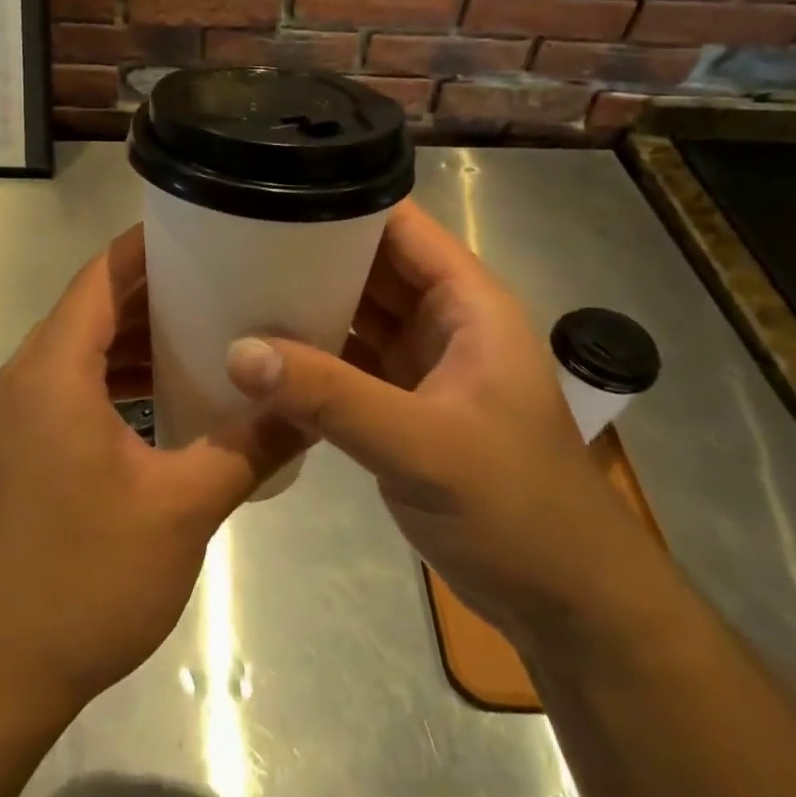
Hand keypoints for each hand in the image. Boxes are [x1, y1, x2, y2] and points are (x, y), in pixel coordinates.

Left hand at [0, 226, 302, 717]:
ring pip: (72, 354)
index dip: (145, 248)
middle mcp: (19, 382)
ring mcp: (7, 420)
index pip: (99, 278)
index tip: (199, 230)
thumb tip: (307, 407)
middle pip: (85, 311)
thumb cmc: (83, 580)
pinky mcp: (8, 454)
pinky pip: (61, 391)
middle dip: (147, 294)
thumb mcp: (181, 509)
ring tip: (198, 335)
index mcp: (51, 374)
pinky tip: (155, 401)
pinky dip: (106, 382)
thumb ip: (247, 448)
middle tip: (217, 283)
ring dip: (127, 341)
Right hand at [225, 200, 654, 644]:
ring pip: (355, 315)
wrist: (564, 601)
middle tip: (231, 242)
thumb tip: (238, 351)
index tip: (268, 194)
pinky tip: (259, 357)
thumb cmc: (516, 507)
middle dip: (309, 252)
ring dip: (305, 305)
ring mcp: (422, 366)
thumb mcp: (423, 446)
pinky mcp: (401, 407)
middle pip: (369, 266)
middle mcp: (444, 322)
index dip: (341, 201)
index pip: (399, 225)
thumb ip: (331, 396)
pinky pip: (346, 364)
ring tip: (232, 288)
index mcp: (467, 303)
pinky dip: (309, 359)